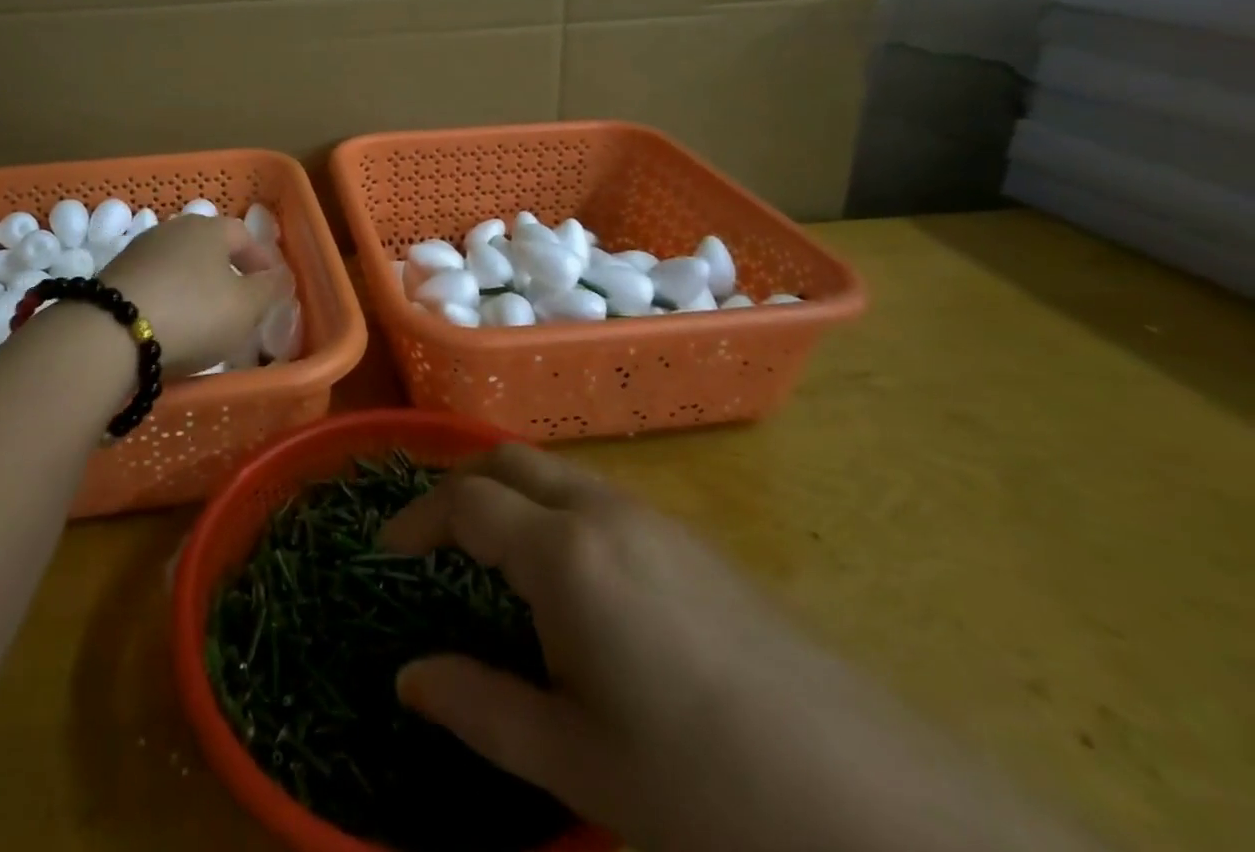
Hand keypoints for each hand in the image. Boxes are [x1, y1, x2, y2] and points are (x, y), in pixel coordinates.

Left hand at [100, 214, 287, 377]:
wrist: (109, 334)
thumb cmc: (193, 313)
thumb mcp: (246, 307)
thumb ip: (269, 289)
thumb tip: (280, 276)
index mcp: (209, 228)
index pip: (245, 236)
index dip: (262, 261)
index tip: (273, 286)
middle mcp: (173, 229)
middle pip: (210, 248)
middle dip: (228, 273)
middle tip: (241, 303)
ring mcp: (140, 251)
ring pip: (180, 266)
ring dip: (196, 287)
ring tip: (205, 320)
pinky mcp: (114, 277)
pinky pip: (154, 285)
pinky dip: (168, 301)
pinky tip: (170, 326)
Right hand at [380, 446, 1102, 851]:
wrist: (887, 814)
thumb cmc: (706, 789)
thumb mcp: (577, 758)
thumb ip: (479, 706)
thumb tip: (407, 676)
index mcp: (566, 553)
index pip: (466, 501)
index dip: (416, 519)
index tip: (386, 552)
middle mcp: (607, 513)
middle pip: (511, 460)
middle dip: (461, 485)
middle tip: (432, 539)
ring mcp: (659, 522)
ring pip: (560, 475)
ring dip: (512, 495)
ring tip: (493, 559)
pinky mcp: (698, 546)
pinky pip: (602, 501)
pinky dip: (558, 513)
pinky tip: (573, 585)